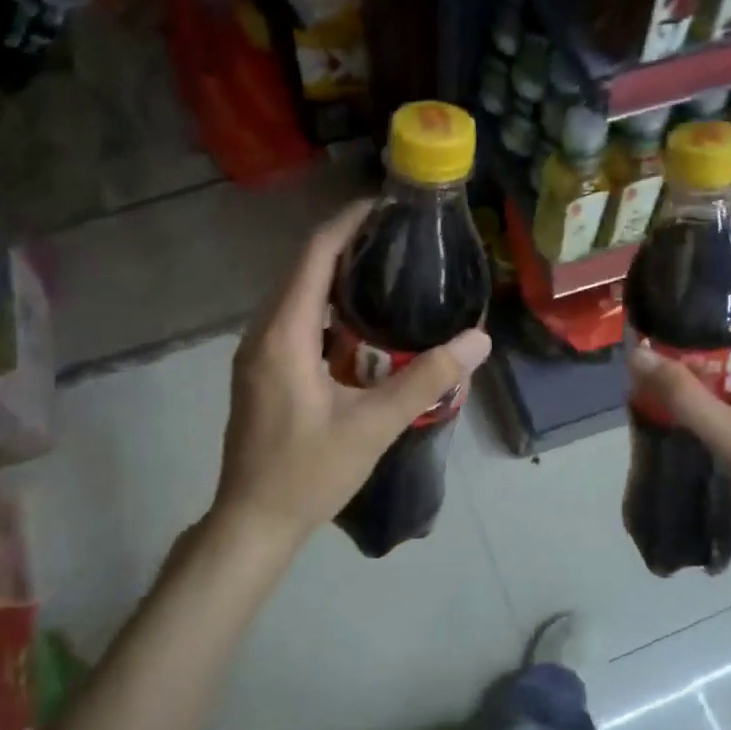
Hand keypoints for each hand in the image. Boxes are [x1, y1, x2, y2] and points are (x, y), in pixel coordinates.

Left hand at [210, 200, 492, 551]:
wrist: (252, 522)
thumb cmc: (308, 474)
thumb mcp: (373, 427)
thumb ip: (426, 380)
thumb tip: (477, 340)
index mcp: (284, 336)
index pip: (313, 256)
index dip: (347, 223)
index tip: (385, 206)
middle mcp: (262, 333)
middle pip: (302, 268)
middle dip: (345, 244)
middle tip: (397, 238)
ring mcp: (257, 353)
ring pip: (295, 295)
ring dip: (334, 275)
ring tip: (385, 269)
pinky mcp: (261, 371)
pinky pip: (292, 320)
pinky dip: (325, 307)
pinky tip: (359, 322)